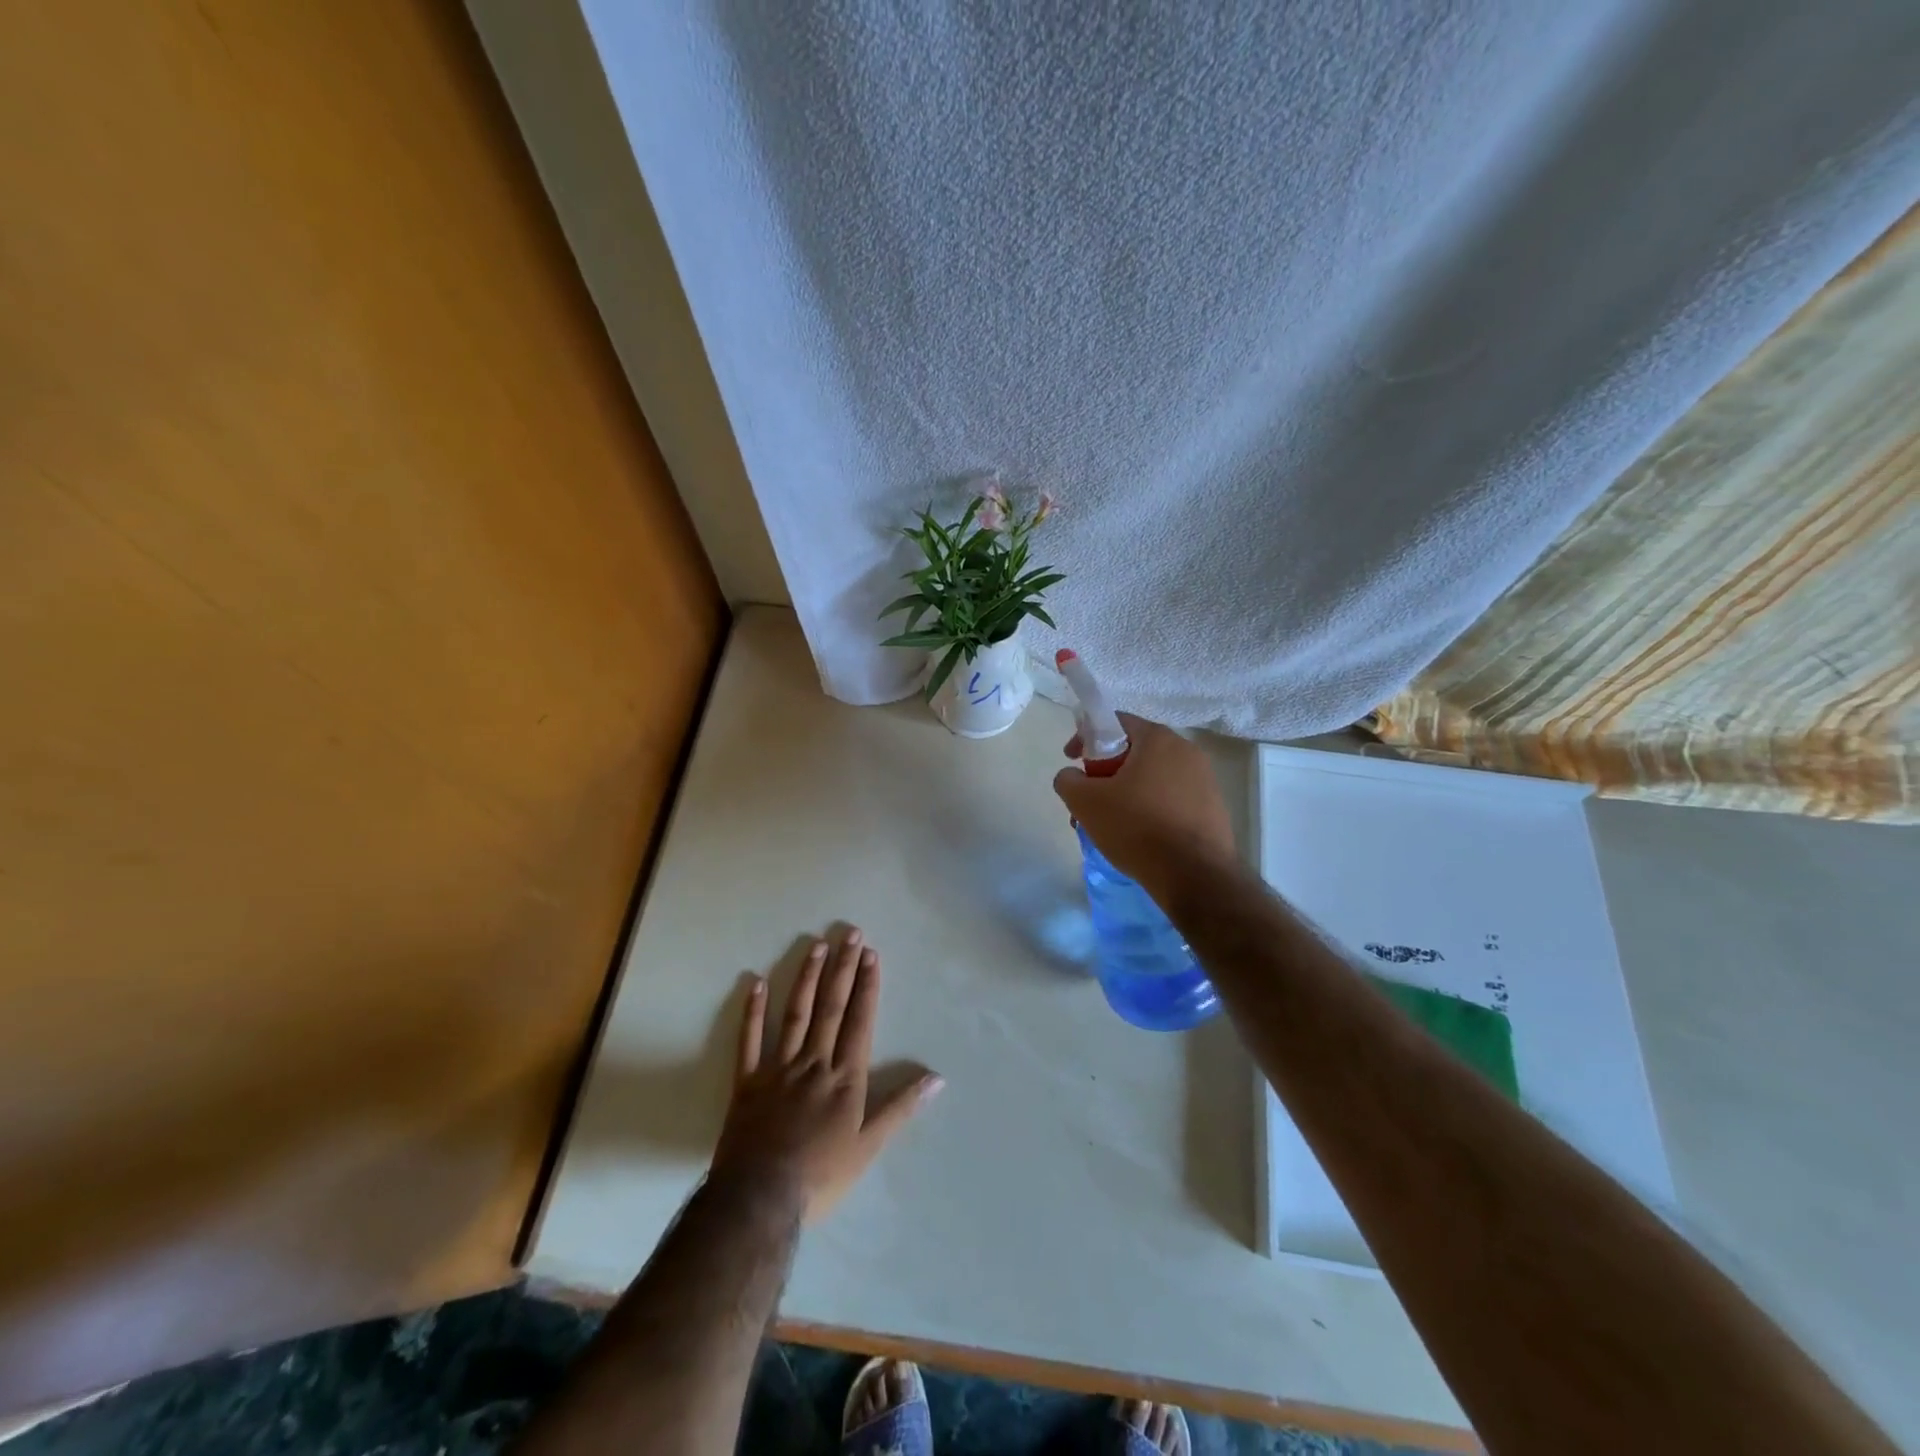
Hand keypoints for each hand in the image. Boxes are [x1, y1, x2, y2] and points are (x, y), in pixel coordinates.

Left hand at [710, 928, 941, 1223]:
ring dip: (806, 977)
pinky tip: (756, 982)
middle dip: (842, 969)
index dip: (866, 986)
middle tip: (850, 934)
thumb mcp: (869, 1147)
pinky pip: (750, 1040)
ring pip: (795, 1014)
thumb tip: (937, 1078)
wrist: (760, 1199)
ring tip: (816, 945)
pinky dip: (753, 1011)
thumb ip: (901, 1108)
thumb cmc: (821, 1176)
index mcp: (844, 1077)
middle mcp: (813, 1062)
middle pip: (830, 1008)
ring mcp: (778, 1068)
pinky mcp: (747, 1081)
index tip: (870, 954)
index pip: (859, 1021)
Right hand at [1054, 712, 1236, 897]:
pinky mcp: (1213, 809)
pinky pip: (1170, 799)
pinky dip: (1148, 810)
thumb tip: (1071, 776)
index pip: (1115, 722)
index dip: (1086, 737)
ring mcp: (1205, 781)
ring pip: (1151, 779)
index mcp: (1158, 739)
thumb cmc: (1137, 827)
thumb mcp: (1085, 802)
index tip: (1071, 759)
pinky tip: (1136, 837)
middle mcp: (1186, 751)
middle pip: (1133, 752)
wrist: (1194, 876)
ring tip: (1107, 825)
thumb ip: (1068, 780)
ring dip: (1125, 794)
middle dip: (1104, 773)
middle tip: (1087, 800)